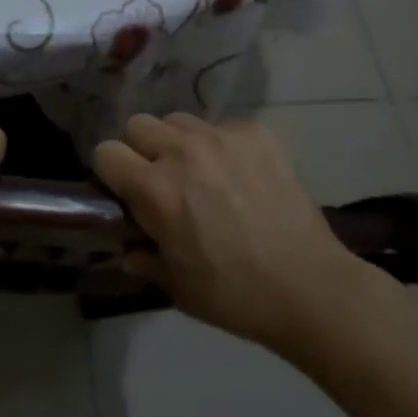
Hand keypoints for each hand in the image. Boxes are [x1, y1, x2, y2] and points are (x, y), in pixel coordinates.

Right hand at [95, 113, 375, 356]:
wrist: (311, 288)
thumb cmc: (235, 296)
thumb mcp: (176, 287)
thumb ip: (143, 258)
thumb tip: (129, 247)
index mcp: (155, 189)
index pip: (106, 152)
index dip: (111, 173)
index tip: (126, 192)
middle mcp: (182, 152)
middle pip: (138, 124)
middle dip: (142, 150)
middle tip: (163, 181)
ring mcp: (222, 137)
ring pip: (179, 120)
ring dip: (179, 143)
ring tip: (203, 174)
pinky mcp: (256, 133)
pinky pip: (222, 126)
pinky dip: (222, 145)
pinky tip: (241, 175)